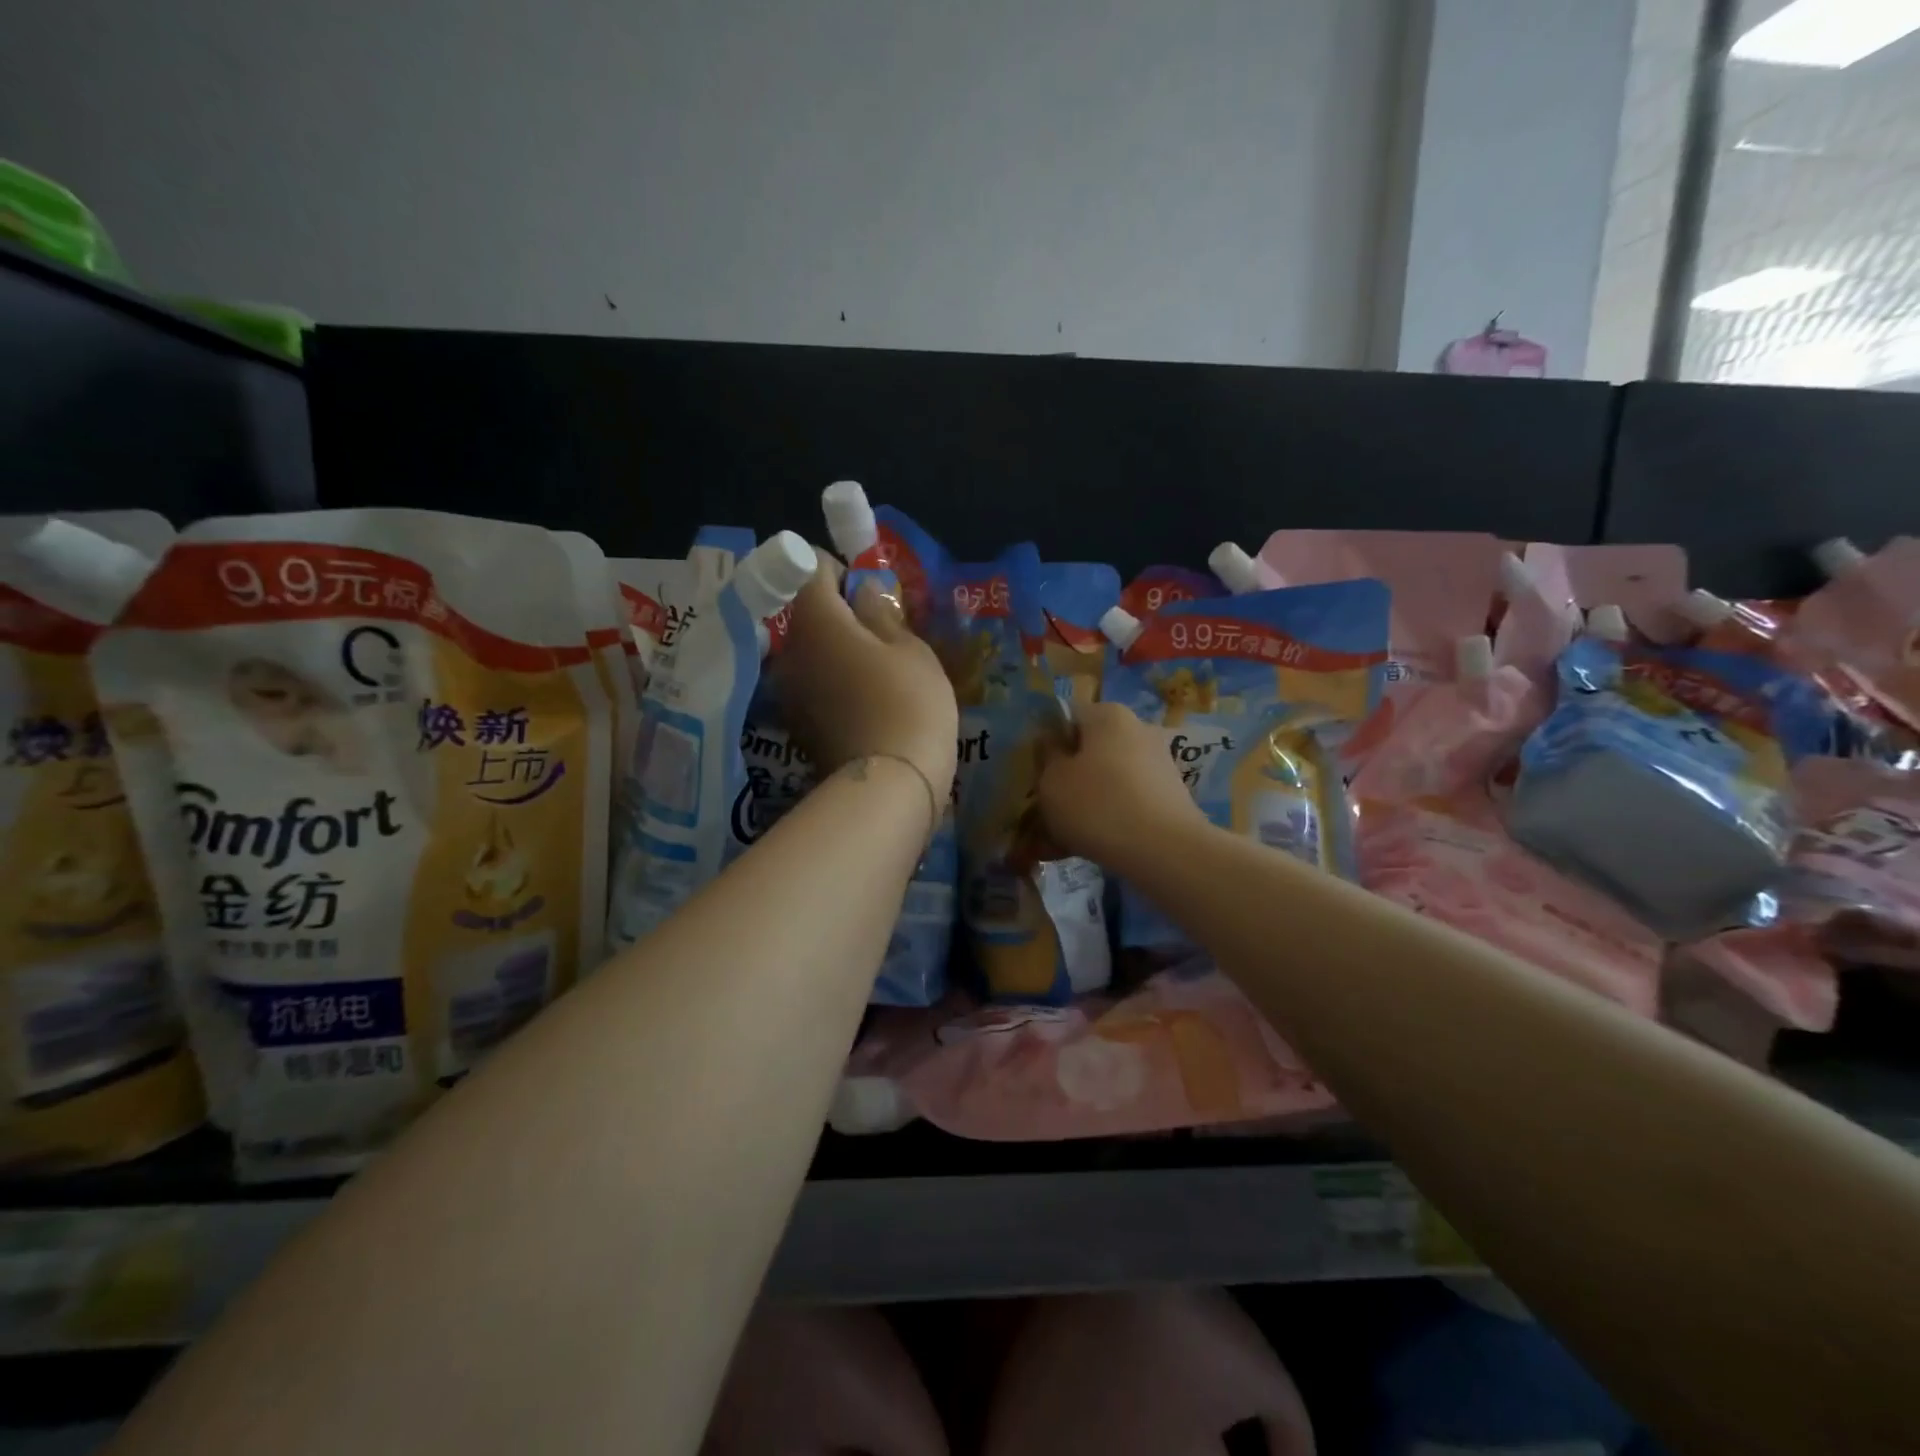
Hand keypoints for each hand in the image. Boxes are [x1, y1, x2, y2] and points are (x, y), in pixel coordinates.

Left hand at [770, 555, 958, 800]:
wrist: (890, 786)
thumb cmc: (909, 703)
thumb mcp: (911, 650)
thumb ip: (882, 613)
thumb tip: (863, 590)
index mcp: (816, 622)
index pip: (811, 571)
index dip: (839, 571)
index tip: (868, 589)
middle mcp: (790, 652)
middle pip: (808, 616)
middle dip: (840, 615)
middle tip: (882, 632)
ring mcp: (790, 693)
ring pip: (811, 653)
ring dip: (837, 652)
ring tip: (878, 671)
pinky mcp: (798, 725)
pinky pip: (814, 686)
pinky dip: (834, 683)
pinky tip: (866, 702)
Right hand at [1036, 700, 1203, 870]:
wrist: (1166, 852)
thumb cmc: (1098, 806)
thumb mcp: (1051, 781)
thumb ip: (1046, 757)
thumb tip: (1052, 744)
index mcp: (1108, 715)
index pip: (1067, 717)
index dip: (1047, 744)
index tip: (1037, 774)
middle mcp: (1138, 729)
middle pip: (1090, 750)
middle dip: (1069, 776)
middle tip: (1049, 808)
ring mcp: (1159, 763)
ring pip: (1108, 779)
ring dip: (1087, 801)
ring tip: (1067, 837)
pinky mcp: (1170, 796)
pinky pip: (1128, 801)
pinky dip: (1110, 818)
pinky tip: (1093, 846)